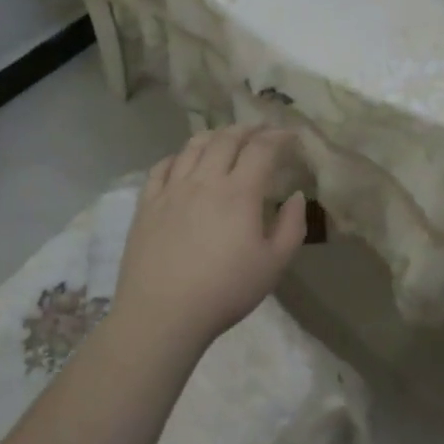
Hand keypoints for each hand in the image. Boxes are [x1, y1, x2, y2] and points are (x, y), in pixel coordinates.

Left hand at [116, 125, 307, 346]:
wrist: (162, 314)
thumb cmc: (224, 291)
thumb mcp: (273, 266)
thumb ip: (291, 227)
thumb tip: (296, 196)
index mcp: (239, 192)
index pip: (261, 149)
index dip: (278, 136)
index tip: (290, 135)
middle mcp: (204, 180)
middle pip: (226, 138)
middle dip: (247, 129)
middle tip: (260, 130)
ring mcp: (171, 189)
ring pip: (193, 146)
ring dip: (214, 135)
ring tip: (225, 137)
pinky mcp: (147, 203)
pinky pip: (162, 167)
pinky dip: (178, 156)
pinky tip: (183, 161)